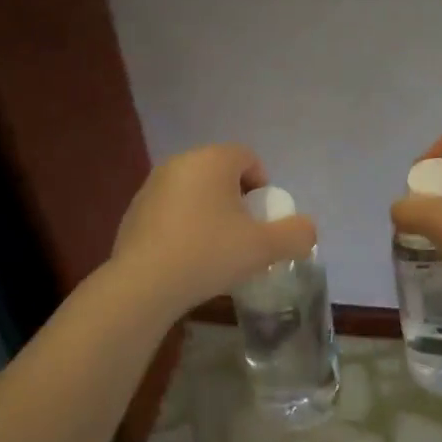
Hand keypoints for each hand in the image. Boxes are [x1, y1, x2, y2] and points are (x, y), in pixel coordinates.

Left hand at [111, 144, 317, 315]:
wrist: (144, 284)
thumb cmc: (209, 254)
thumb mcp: (265, 248)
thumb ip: (296, 234)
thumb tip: (307, 229)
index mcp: (212, 160)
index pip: (247, 157)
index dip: (262, 186)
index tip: (263, 219)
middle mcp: (180, 163)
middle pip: (220, 174)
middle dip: (236, 200)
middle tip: (244, 234)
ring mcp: (151, 186)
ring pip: (194, 192)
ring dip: (209, 213)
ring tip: (215, 249)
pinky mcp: (134, 212)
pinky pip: (171, 211)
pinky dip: (184, 226)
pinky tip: (187, 258)